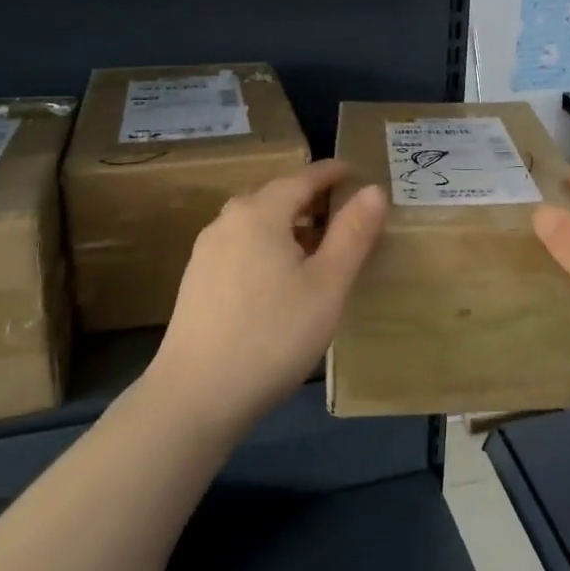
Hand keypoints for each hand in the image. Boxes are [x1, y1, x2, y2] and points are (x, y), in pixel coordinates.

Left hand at [148, 160, 385, 438]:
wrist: (195, 397)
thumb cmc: (272, 336)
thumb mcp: (327, 285)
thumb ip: (353, 233)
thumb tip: (374, 189)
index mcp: (260, 213)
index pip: (303, 177)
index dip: (333, 173)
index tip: (357, 173)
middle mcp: (228, 220)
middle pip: (278, 196)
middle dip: (313, 199)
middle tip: (347, 214)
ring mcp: (207, 251)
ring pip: (259, 222)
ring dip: (291, 225)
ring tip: (321, 248)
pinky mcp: (198, 280)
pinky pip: (243, 245)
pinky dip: (270, 246)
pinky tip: (283, 278)